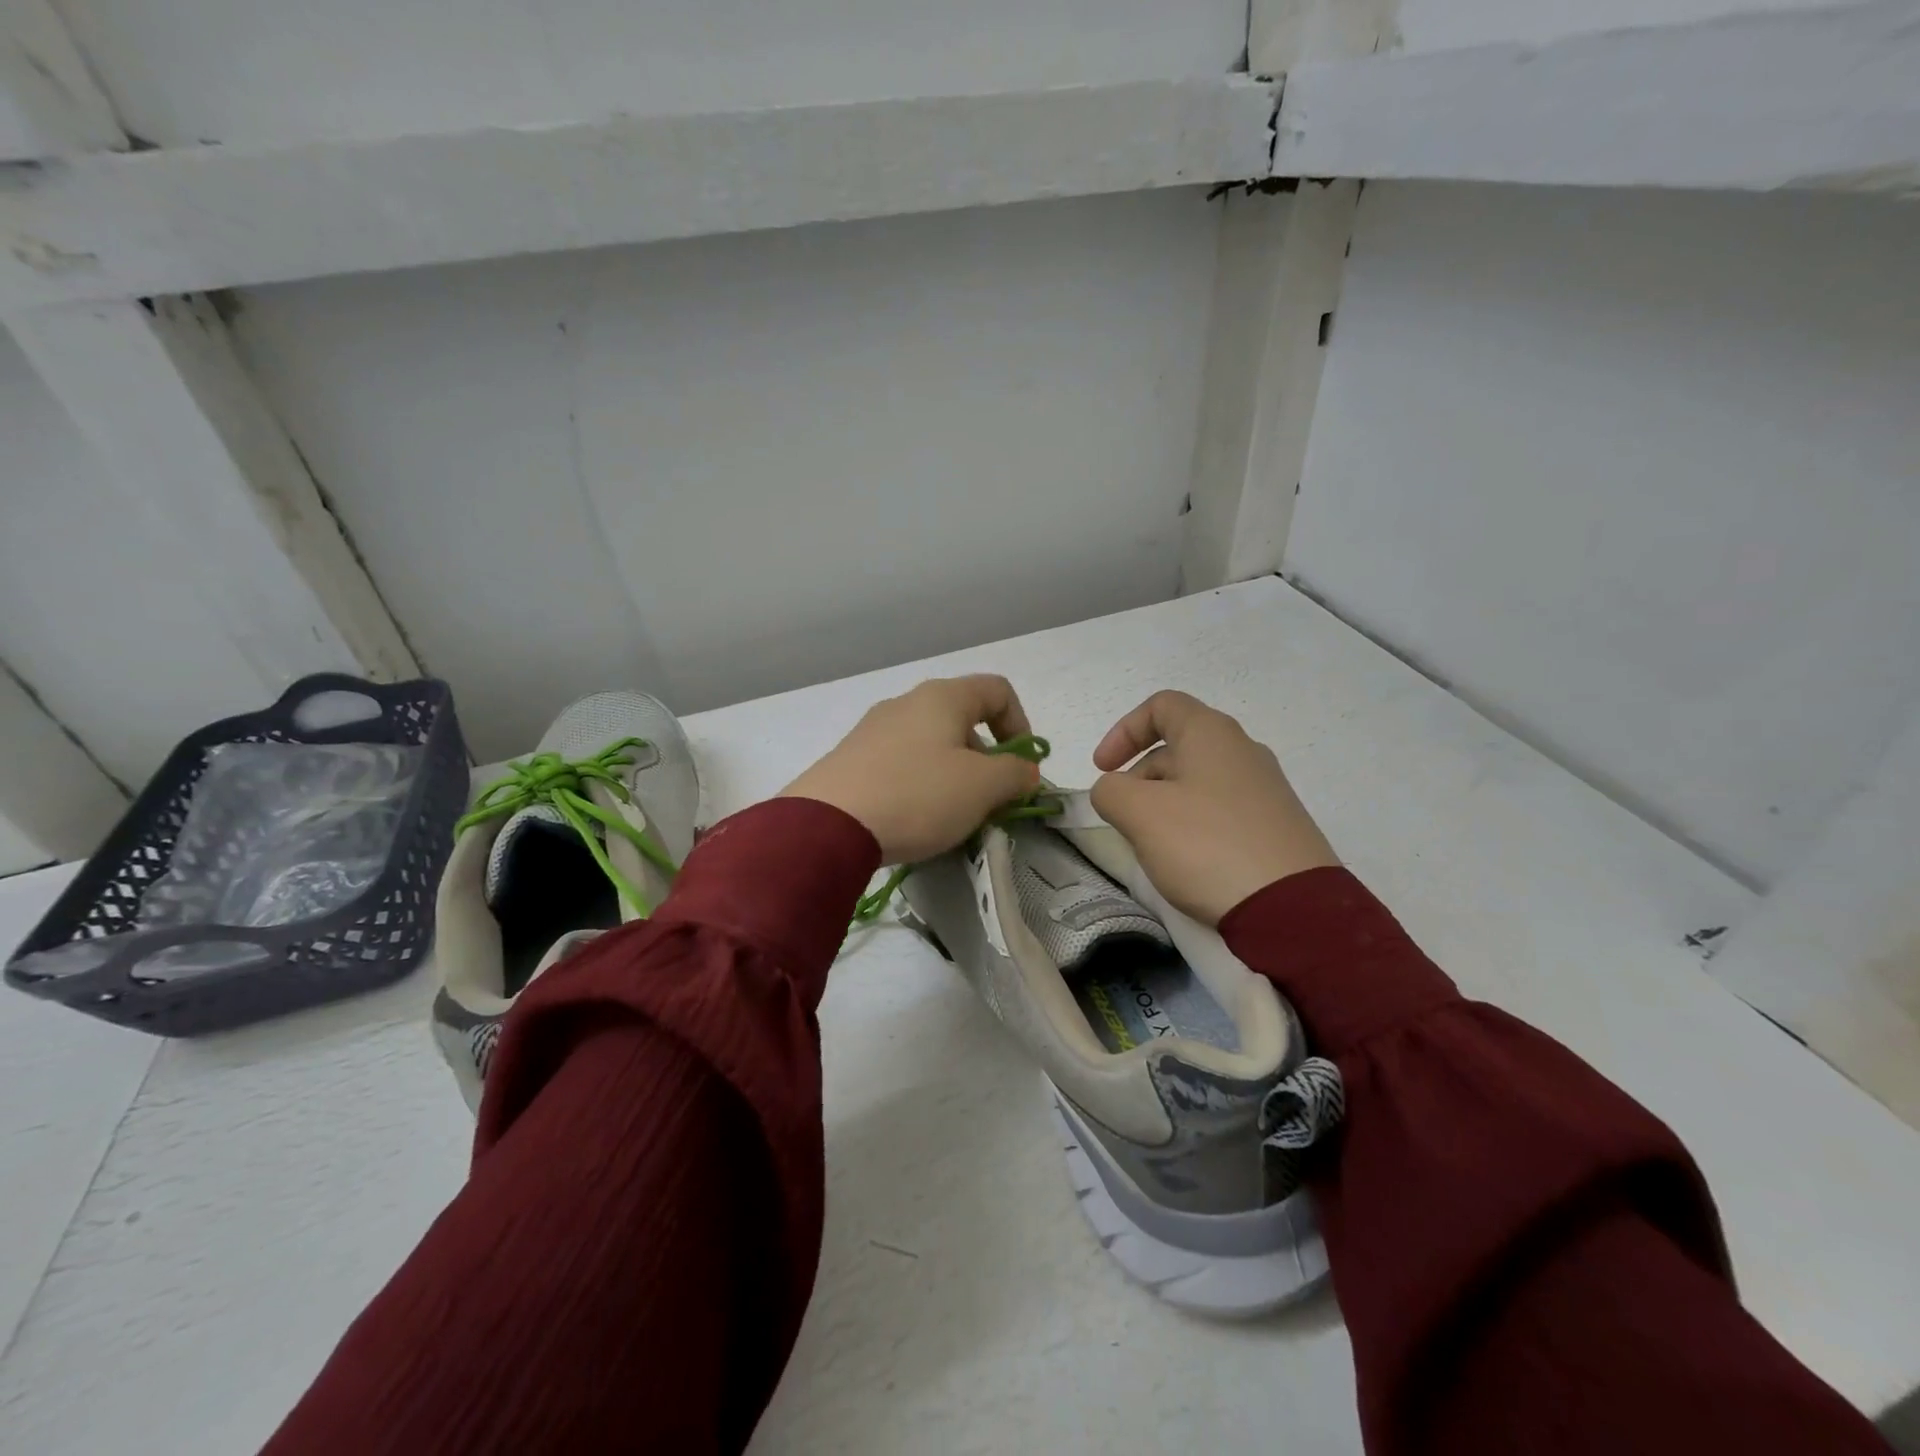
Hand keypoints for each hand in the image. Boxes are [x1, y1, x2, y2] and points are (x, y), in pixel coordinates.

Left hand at [781, 675, 1041, 864]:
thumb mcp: (982, 787)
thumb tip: (1024, 770)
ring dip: (955, 776)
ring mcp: (873, 730)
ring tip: (952, 817)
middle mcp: (906, 703)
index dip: (1021, 725)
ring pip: (931, 745)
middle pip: (963, 720)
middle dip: (987, 760)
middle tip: (990, 802)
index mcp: (942, 698)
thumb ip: (1015, 774)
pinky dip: (920, 785)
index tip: (1023, 768)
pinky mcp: (850, 759)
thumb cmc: (917, 795)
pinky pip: (901, 765)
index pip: (997, 691)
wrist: (827, 826)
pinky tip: (914, 819)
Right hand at [1090, 691, 1337, 925]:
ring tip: (1151, 845)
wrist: (1292, 908)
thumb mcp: (1140, 814)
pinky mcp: (1276, 826)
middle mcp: (1243, 751)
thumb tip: (1114, 792)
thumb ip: (1110, 791)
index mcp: (1211, 733)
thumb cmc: (1207, 845)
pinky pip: (1220, 811)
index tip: (1102, 769)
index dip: (1123, 731)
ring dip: (1162, 804)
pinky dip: (1192, 825)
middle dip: (1139, 777)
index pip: (1160, 706)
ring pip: (1197, 782)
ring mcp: (1265, 789)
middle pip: (1176, 747)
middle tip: (1123, 818)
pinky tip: (1187, 861)